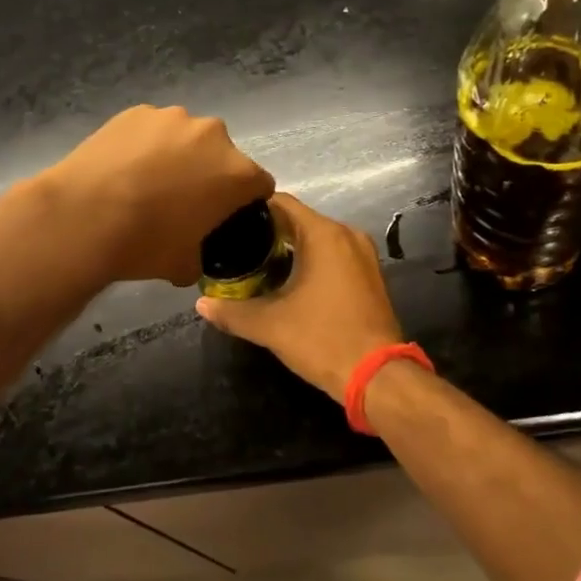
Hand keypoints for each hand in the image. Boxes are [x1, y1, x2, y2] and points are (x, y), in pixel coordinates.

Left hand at [43, 105, 274, 285]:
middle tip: (181, 199)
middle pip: (222, 155)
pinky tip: (123, 167)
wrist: (84, 215)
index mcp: (237, 173)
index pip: (259, 184)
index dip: (244, 202)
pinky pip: (152, 129)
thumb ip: (202, 256)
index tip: (224, 216)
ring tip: (146, 181)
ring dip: (177, 154)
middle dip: (209, 173)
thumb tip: (193, 254)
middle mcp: (213, 135)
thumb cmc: (145, 243)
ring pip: (186, 137)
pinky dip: (145, 144)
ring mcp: (173, 118)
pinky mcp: (137, 111)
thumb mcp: (185, 266)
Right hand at [194, 194, 404, 400]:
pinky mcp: (370, 275)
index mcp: (324, 234)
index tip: (228, 222)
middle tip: (236, 247)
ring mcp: (363, 254)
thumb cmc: (323, 339)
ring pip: (318, 238)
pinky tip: (289, 280)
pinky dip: (311, 260)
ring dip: (290, 247)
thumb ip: (232, 312)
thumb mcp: (271, 326)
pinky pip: (334, 254)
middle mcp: (346, 234)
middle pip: (299, 219)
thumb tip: (201, 305)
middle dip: (268, 231)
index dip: (252, 209)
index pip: (282, 203)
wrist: (379, 377)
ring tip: (256, 263)